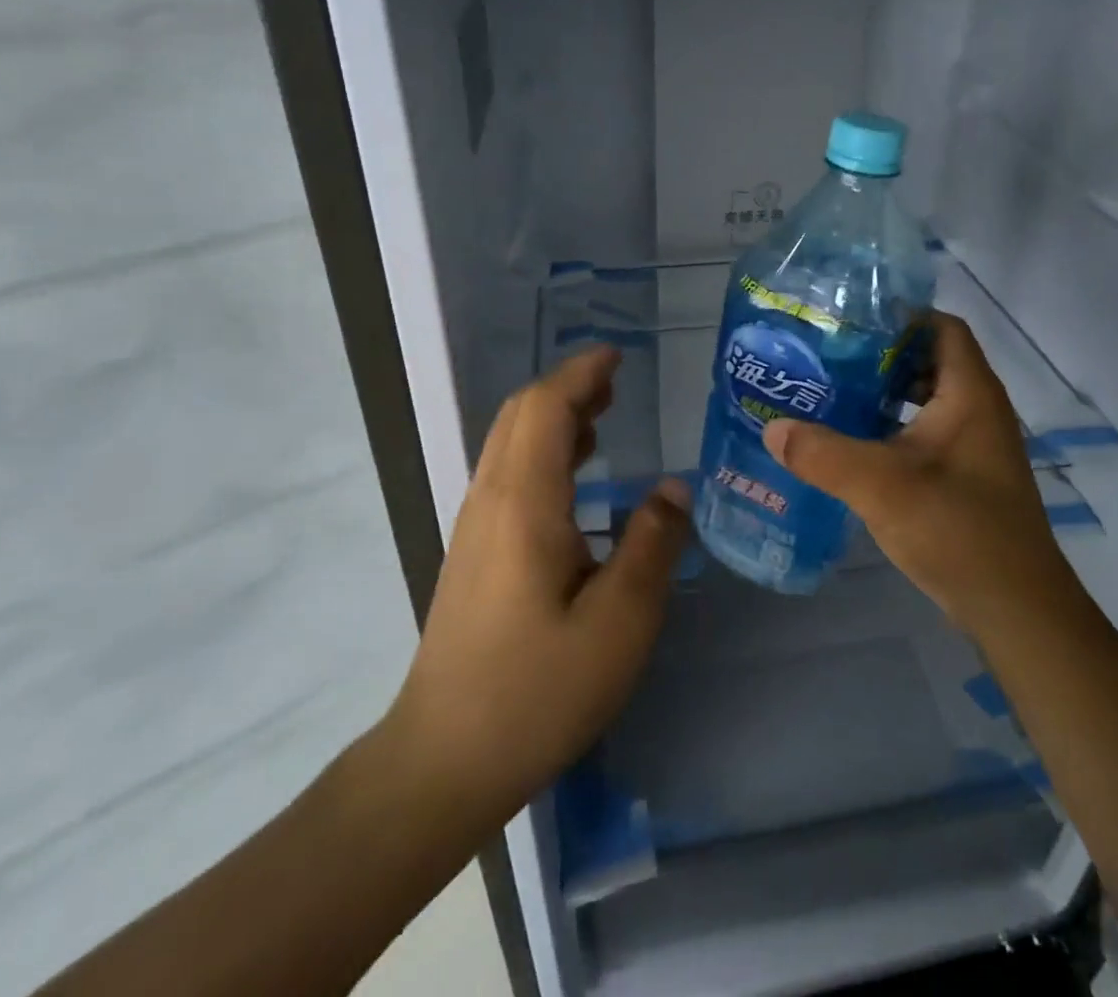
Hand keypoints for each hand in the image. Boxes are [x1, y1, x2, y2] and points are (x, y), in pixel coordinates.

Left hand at [379, 347, 690, 825]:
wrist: (442, 760)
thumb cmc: (536, 690)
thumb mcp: (619, 623)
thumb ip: (651, 544)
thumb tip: (675, 488)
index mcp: (523, 502)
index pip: (545, 408)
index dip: (581, 374)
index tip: (618, 357)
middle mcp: (491, 500)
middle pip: (522, 416)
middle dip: (568, 388)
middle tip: (618, 384)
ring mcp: (475, 526)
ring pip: (511, 443)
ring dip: (555, 417)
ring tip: (603, 417)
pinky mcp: (473, 553)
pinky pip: (508, 474)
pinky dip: (544, 451)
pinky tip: (575, 481)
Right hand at [762, 312, 1079, 639]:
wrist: (1016, 608)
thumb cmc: (958, 529)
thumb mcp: (881, 486)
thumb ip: (823, 454)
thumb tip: (772, 429)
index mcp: (969, 393)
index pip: (941, 327)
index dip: (900, 316)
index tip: (850, 321)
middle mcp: (978, 410)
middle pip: (929, 360)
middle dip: (881, 356)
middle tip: (828, 358)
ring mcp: (974, 446)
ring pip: (925, 400)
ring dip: (884, 395)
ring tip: (832, 396)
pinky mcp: (966, 476)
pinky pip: (925, 434)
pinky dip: (892, 429)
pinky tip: (854, 446)